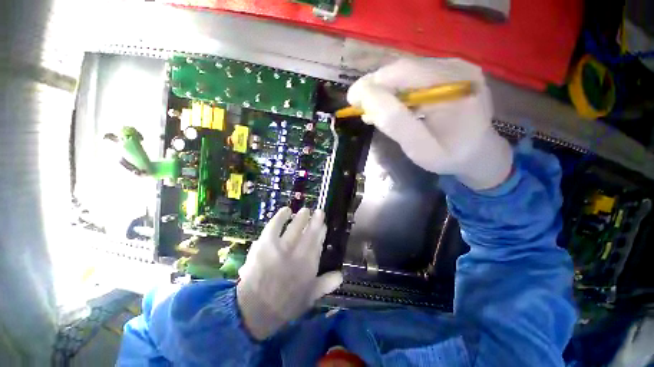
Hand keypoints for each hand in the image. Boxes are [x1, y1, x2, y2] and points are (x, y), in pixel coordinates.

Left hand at [237, 207, 342, 339]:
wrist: (255, 310)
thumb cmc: (285, 304)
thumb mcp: (310, 297)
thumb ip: (326, 284)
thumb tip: (341, 274)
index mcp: (309, 265)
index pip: (318, 243)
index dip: (321, 232)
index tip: (323, 225)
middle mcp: (298, 254)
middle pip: (309, 233)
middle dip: (315, 221)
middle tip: (318, 212)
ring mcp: (281, 247)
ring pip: (295, 228)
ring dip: (301, 217)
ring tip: (305, 210)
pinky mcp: (265, 244)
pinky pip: (275, 226)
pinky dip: (280, 217)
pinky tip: (286, 210)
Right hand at [347, 58, 512, 190]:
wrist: (479, 154)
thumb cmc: (449, 156)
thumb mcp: (419, 148)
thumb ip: (395, 123)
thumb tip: (367, 98)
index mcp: (454, 88)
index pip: (403, 73)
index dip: (372, 84)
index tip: (352, 99)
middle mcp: (458, 69)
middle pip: (405, 70)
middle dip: (376, 87)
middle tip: (359, 105)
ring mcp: (458, 68)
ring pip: (408, 73)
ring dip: (386, 90)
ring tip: (372, 109)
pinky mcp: (453, 73)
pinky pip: (418, 77)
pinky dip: (399, 91)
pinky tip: (391, 105)